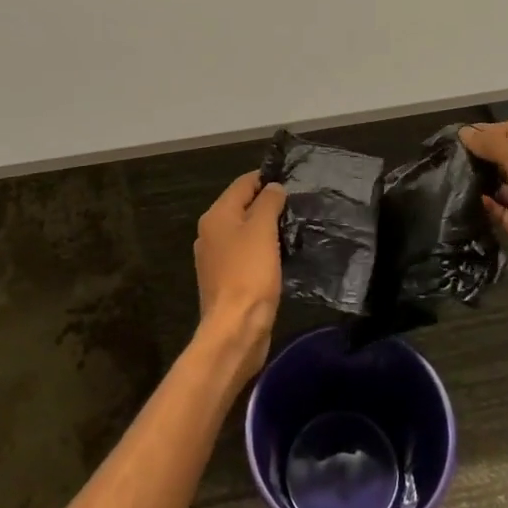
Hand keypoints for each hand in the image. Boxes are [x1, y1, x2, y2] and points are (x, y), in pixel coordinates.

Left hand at [192, 171, 285, 380]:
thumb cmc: (249, 273)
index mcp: (216, 216)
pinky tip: (280, 257)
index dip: (266, 179)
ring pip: (244, 232)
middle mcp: (210, 233)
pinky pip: (245, 255)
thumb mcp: (262, 229)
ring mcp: (215, 259)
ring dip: (266, 229)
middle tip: (296, 206)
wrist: (235, 328)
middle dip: (267, 204)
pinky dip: (261, 251)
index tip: (292, 181)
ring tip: (293, 229)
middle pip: (242, 207)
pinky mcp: (225, 280)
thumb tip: (273, 188)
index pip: (242, 184)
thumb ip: (268, 203)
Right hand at [461, 121, 507, 296]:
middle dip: (478, 154)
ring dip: (477, 179)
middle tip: (444, 154)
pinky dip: (482, 204)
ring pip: (498, 184)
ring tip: (446, 175)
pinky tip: (460, 199)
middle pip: (503, 157)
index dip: (483, 130)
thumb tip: (464, 132)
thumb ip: (493, 143)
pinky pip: (497, 210)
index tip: (452, 134)